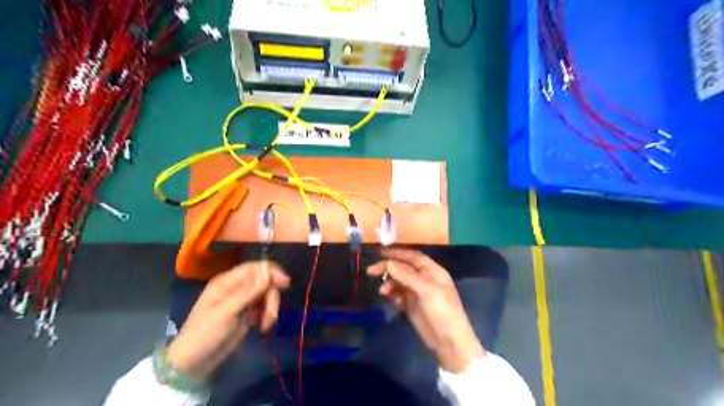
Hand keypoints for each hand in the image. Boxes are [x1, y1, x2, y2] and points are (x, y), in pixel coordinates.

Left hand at [165, 263, 290, 379]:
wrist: (193, 364)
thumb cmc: (205, 334)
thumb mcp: (226, 312)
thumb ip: (248, 291)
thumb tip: (268, 271)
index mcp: (227, 282)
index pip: (255, 267)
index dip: (272, 272)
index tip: (285, 283)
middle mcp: (236, 288)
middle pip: (264, 281)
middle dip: (272, 296)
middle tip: (272, 315)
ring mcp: (242, 301)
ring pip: (266, 294)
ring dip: (270, 308)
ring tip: (266, 325)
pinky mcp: (247, 314)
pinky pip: (264, 307)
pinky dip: (267, 315)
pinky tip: (263, 327)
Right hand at [368, 246, 486, 372]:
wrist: (448, 342)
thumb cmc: (442, 311)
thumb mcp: (426, 290)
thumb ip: (406, 275)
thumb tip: (388, 263)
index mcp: (432, 271)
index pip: (412, 257)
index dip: (397, 253)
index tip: (380, 253)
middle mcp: (424, 279)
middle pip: (403, 268)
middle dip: (388, 268)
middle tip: (371, 270)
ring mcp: (417, 292)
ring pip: (398, 281)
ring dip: (389, 283)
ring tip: (382, 291)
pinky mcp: (411, 305)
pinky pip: (398, 294)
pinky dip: (392, 294)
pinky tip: (388, 297)